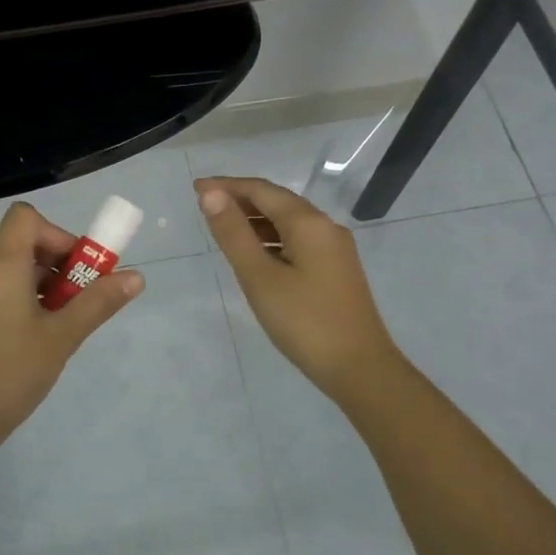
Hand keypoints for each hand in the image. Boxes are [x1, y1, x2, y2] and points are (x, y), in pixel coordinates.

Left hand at [0, 201, 143, 443]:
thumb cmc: (12, 371)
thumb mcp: (63, 336)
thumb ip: (98, 302)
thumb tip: (136, 276)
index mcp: (0, 264)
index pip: (26, 217)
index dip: (57, 233)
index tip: (77, 268)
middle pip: (24, 242)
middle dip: (59, 263)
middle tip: (79, 300)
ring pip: (14, 267)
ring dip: (44, 283)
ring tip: (62, 323)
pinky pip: (0, 287)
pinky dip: (25, 297)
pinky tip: (38, 334)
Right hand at [196, 176, 403, 400]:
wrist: (360, 369)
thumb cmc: (304, 321)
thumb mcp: (259, 277)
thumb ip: (234, 233)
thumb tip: (211, 194)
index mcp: (308, 223)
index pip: (261, 190)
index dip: (227, 186)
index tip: (195, 188)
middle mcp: (325, 227)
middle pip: (277, 202)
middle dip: (241, 199)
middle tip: (205, 205)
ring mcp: (334, 250)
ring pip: (288, 223)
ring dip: (256, 220)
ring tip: (223, 228)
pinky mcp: (336, 271)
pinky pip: (298, 241)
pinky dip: (271, 239)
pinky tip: (255, 255)